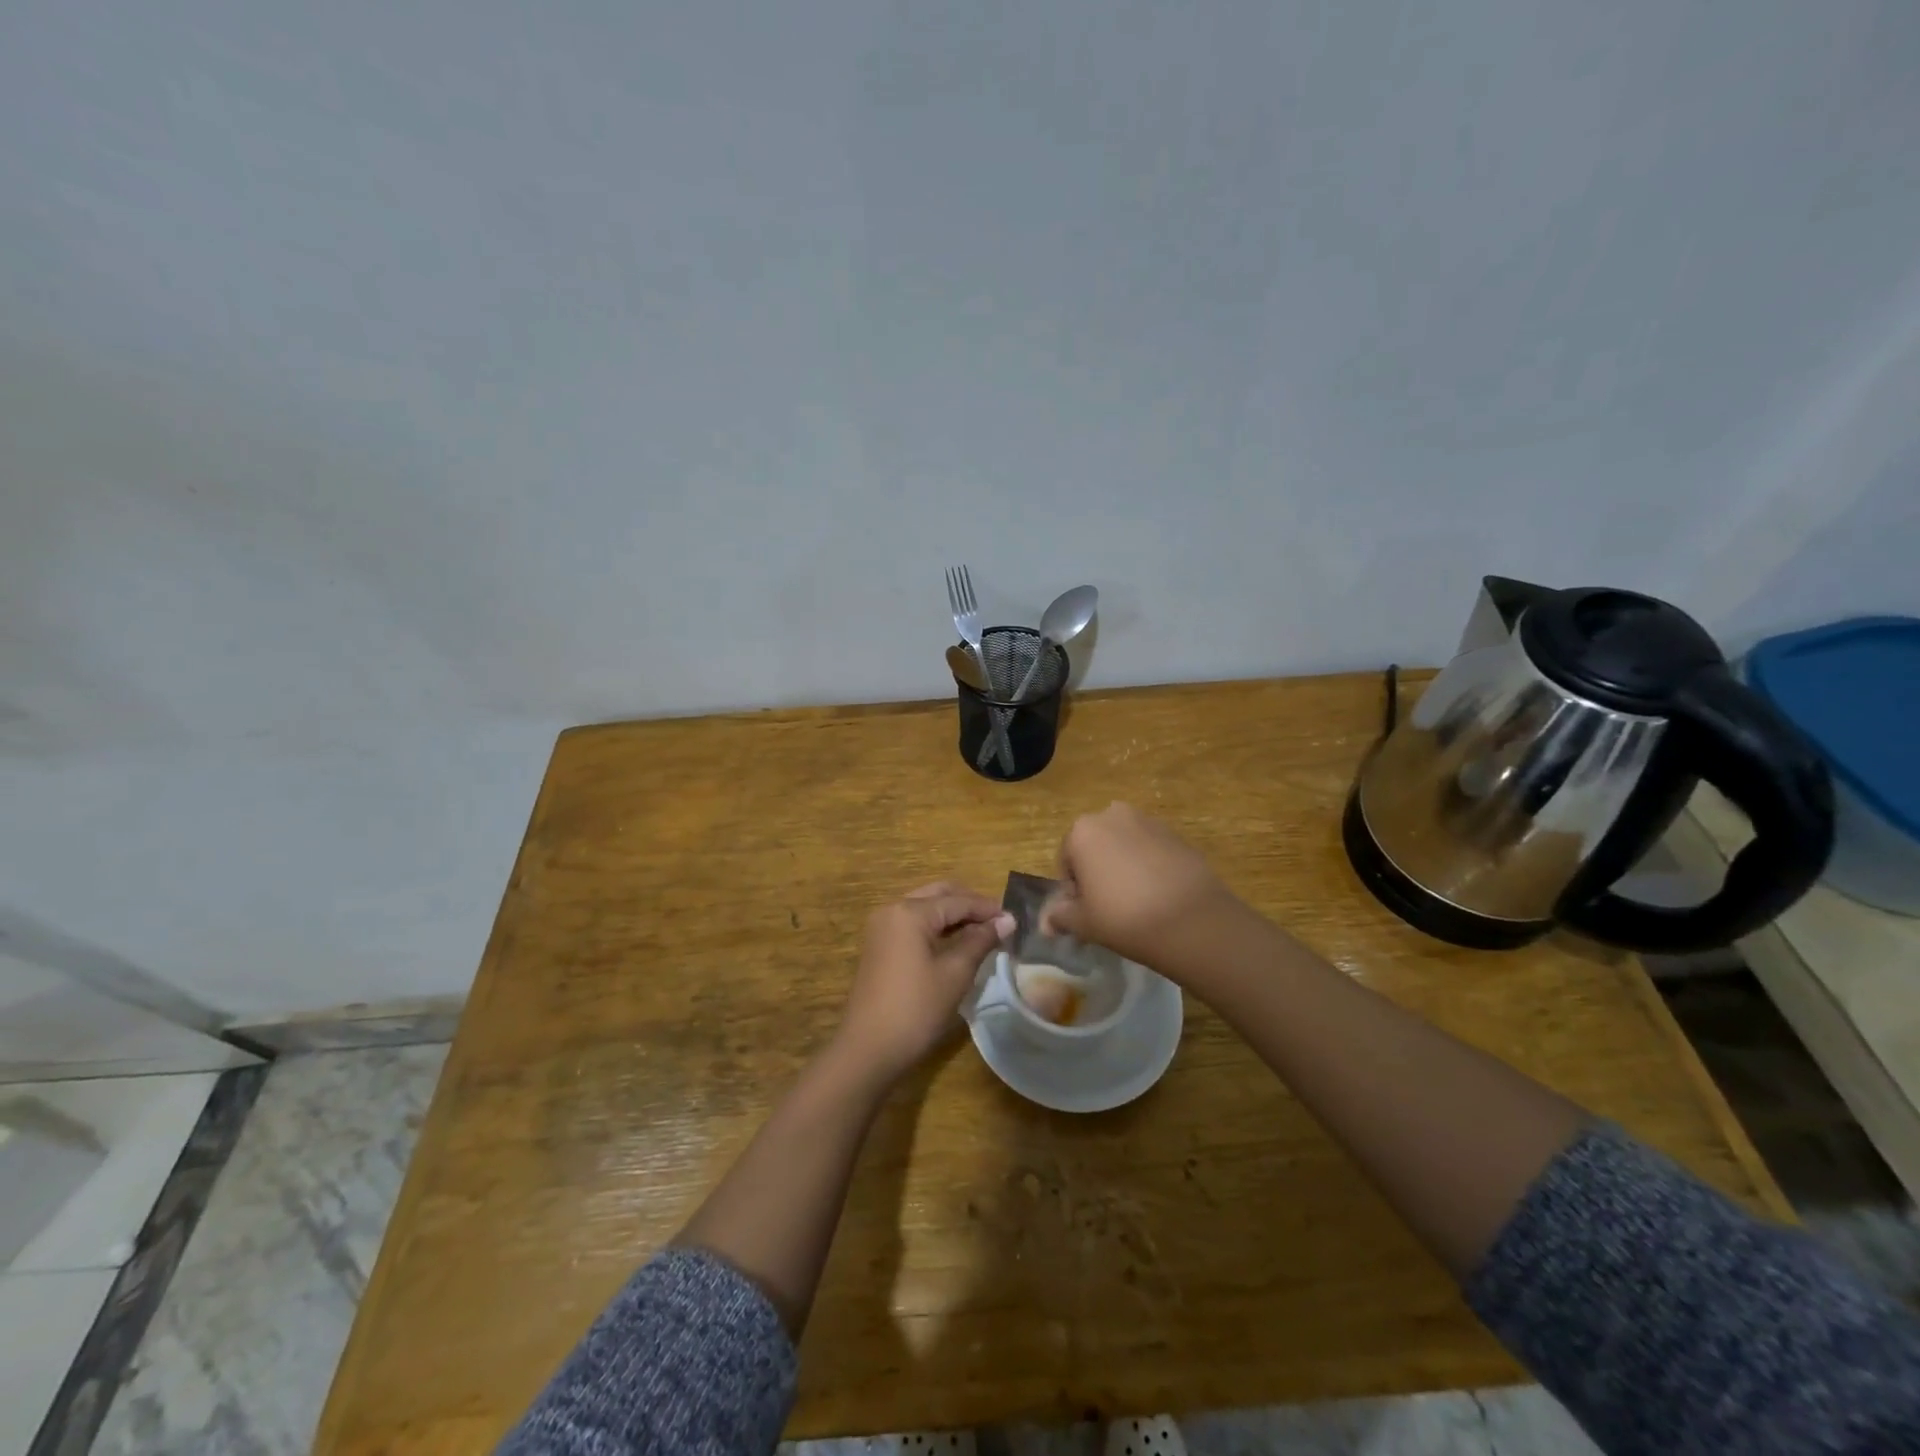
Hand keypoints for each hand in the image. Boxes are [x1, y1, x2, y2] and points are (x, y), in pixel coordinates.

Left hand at [832, 882, 1013, 1086]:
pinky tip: (957, 942)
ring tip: (983, 932)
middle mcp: (892, 910)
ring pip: (925, 908)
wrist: (868, 1049)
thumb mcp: (955, 973)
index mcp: (910, 912)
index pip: (957, 901)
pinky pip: (913, 924)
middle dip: (969, 904)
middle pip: (938, 896)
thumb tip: (1007, 920)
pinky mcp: (879, 945)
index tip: (1014, 919)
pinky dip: (937, 927)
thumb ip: (981, 941)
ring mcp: (882, 927)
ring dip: (953, 915)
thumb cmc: (916, 1009)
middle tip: (999, 922)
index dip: (987, 909)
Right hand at [1041, 802, 1238, 968]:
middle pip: (1095, 846)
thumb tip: (1047, 923)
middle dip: (1097, 871)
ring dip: (1123, 866)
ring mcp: (1148, 821)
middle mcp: (1112, 815)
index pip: (1066, 861)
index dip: (1073, 890)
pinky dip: (1149, 866)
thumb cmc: (1124, 917)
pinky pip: (1152, 850)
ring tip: (1136, 902)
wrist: (1192, 920)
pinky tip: (1159, 895)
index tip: (1086, 913)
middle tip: (1109, 907)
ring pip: (1124, 845)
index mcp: (1082, 831)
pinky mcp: (1177, 834)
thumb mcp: (1083, 923)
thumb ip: (1060, 917)